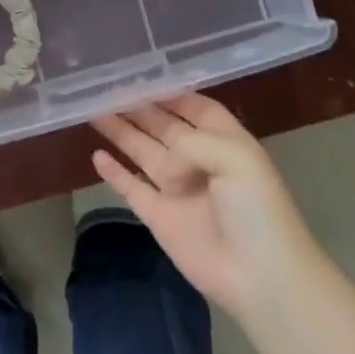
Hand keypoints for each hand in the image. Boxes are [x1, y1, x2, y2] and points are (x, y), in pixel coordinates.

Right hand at [91, 94, 320, 321]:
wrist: (260, 276)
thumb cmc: (257, 209)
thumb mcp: (236, 158)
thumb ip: (193, 140)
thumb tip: (162, 145)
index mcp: (224, 142)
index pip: (195, 108)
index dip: (171, 93)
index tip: (142, 77)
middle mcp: (198, 160)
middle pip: (162, 126)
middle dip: (138, 108)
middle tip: (106, 89)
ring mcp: (177, 189)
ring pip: (142, 151)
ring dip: (121, 132)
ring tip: (94, 112)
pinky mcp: (159, 216)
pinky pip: (131, 188)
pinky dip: (114, 173)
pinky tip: (97, 156)